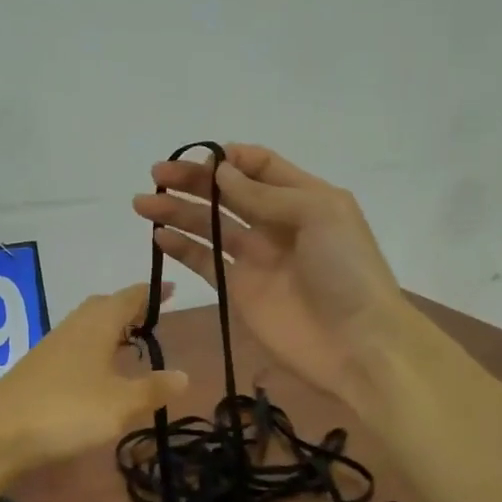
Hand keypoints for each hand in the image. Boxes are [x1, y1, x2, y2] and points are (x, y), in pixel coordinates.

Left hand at [0, 284, 189, 470]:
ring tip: (132, 346)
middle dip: (129, 309)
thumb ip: (153, 388)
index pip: (128, 297)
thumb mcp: (120, 404)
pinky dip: (95, 350)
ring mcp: (53, 347)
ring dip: (111, 331)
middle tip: (153, 319)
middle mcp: (74, 327)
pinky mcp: (39, 369)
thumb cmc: (67, 410)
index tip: (170, 289)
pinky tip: (100, 373)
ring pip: (88, 327)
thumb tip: (184, 374)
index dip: (150, 293)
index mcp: (97, 324)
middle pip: (105, 307)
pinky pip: (76, 347)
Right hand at [132, 145, 406, 399]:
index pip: (261, 166)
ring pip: (210, 225)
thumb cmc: (346, 270)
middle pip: (227, 193)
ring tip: (144, 203)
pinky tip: (159, 235)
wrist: (358, 343)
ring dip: (178, 211)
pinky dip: (181, 248)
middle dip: (194, 181)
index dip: (230, 159)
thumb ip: (265, 194)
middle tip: (157, 174)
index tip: (201, 157)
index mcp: (303, 198)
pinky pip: (205, 262)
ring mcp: (255, 258)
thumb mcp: (318, 214)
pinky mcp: (238, 290)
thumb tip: (221, 173)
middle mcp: (276, 223)